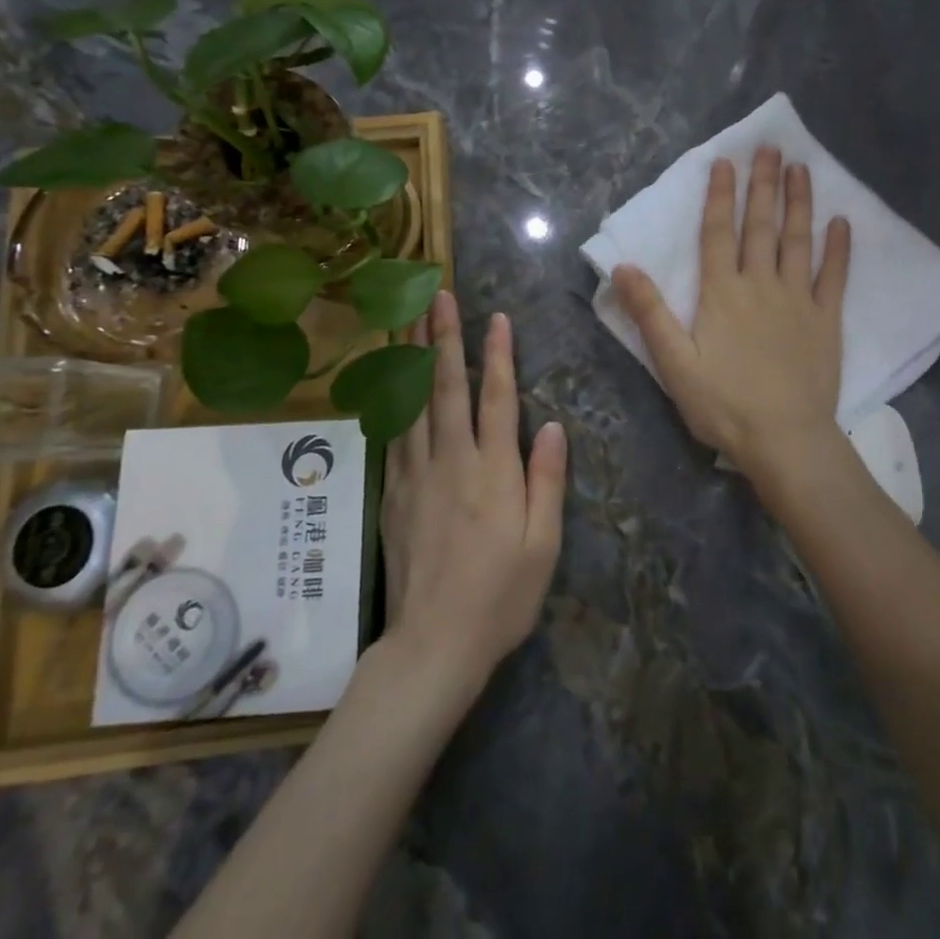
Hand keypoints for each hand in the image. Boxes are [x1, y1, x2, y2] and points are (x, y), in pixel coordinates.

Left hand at [382, 288, 566, 694]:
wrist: (433, 644)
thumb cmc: (501, 596)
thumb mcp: (543, 545)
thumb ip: (546, 481)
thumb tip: (552, 425)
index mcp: (493, 472)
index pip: (496, 398)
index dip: (498, 355)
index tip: (496, 318)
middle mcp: (451, 461)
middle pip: (447, 387)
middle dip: (444, 337)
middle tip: (438, 294)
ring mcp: (416, 474)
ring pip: (412, 402)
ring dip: (411, 356)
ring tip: (407, 317)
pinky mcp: (392, 492)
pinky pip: (392, 433)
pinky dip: (390, 398)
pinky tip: (387, 378)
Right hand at [613, 146, 850, 480]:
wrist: (785, 440)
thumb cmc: (724, 404)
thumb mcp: (673, 363)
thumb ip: (650, 313)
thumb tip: (624, 267)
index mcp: (722, 294)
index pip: (718, 233)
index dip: (721, 196)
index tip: (726, 162)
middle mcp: (761, 285)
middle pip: (761, 227)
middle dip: (764, 186)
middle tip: (771, 148)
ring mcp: (798, 300)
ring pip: (798, 241)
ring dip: (799, 204)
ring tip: (801, 169)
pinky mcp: (826, 320)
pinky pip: (834, 277)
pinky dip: (838, 249)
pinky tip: (842, 223)